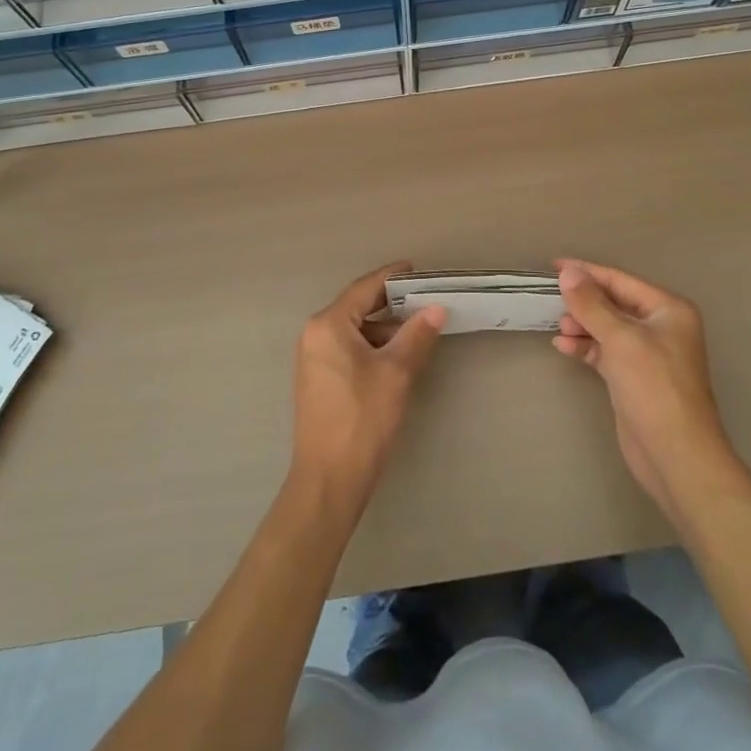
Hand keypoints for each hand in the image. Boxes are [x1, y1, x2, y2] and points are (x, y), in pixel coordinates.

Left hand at [291, 262, 446, 512]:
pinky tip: (398, 355)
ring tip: (420, 329)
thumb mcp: (396, 372)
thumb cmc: (362, 419)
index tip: (418, 269)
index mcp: (328, 324)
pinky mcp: (319, 379)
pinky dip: (373, 346)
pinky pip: (348, 348)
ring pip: (354, 330)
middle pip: (357, 306)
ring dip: (385, 328)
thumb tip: (436, 308)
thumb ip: (417, 335)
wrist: (329, 480)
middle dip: (392, 303)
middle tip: (426, 299)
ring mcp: (314, 358)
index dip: (393, 276)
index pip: (365, 288)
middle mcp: (315, 334)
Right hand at [553, 259, 746, 521]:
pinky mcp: (634, 377)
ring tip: (559, 327)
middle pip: (614, 303)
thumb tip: (568, 273)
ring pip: (608, 327)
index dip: (587, 272)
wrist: (675, 454)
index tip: (554, 266)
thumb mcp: (620, 339)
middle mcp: (660, 327)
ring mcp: (648, 354)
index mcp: (668, 310)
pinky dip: (586, 347)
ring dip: (582, 324)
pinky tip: (563, 347)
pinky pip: (605, 351)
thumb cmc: (653, 387)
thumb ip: (591, 304)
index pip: (621, 280)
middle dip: (584, 301)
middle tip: (552, 300)